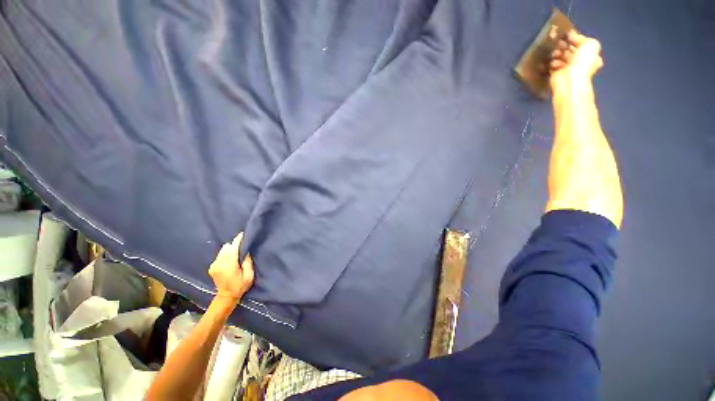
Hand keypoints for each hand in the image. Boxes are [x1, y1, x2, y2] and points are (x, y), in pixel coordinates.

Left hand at [208, 232, 254, 303]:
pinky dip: (225, 255)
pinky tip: (230, 260)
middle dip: (234, 245)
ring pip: (222, 250)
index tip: (243, 234)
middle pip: (226, 247)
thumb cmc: (240, 286)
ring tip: (236, 254)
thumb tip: (246, 252)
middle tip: (241, 248)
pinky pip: (219, 255)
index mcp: (229, 265)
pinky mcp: (212, 267)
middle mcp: (219, 263)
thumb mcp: (249, 276)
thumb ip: (247, 262)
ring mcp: (214, 265)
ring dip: (229, 250)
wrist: (226, 297)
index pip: (233, 248)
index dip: (238, 240)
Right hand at [549, 31, 602, 87]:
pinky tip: (555, 64)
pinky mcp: (556, 73)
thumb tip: (570, 36)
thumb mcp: (590, 44)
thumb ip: (582, 38)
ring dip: (557, 53)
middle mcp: (579, 61)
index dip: (574, 38)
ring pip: (560, 56)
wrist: (571, 79)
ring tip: (556, 54)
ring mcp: (567, 68)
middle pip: (569, 49)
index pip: (580, 43)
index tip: (567, 36)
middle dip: (564, 45)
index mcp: (590, 54)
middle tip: (560, 44)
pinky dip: (553, 63)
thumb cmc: (583, 62)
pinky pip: (553, 65)